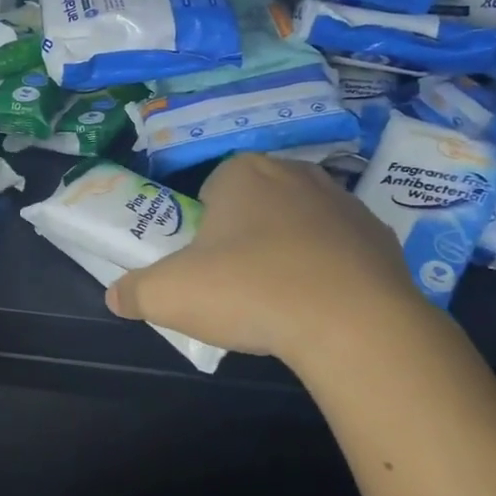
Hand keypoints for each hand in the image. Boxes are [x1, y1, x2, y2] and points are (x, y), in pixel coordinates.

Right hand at [104, 153, 429, 364]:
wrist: (352, 323)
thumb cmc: (249, 290)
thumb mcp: (168, 295)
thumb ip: (133, 292)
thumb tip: (115, 296)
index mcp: (242, 172)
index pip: (211, 189)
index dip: (202, 228)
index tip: (204, 266)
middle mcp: (295, 173)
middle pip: (256, 204)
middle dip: (244, 236)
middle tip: (236, 284)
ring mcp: (344, 202)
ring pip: (300, 223)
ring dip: (288, 251)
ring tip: (280, 300)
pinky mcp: (380, 236)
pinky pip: (340, 250)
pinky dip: (328, 271)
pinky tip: (321, 306)